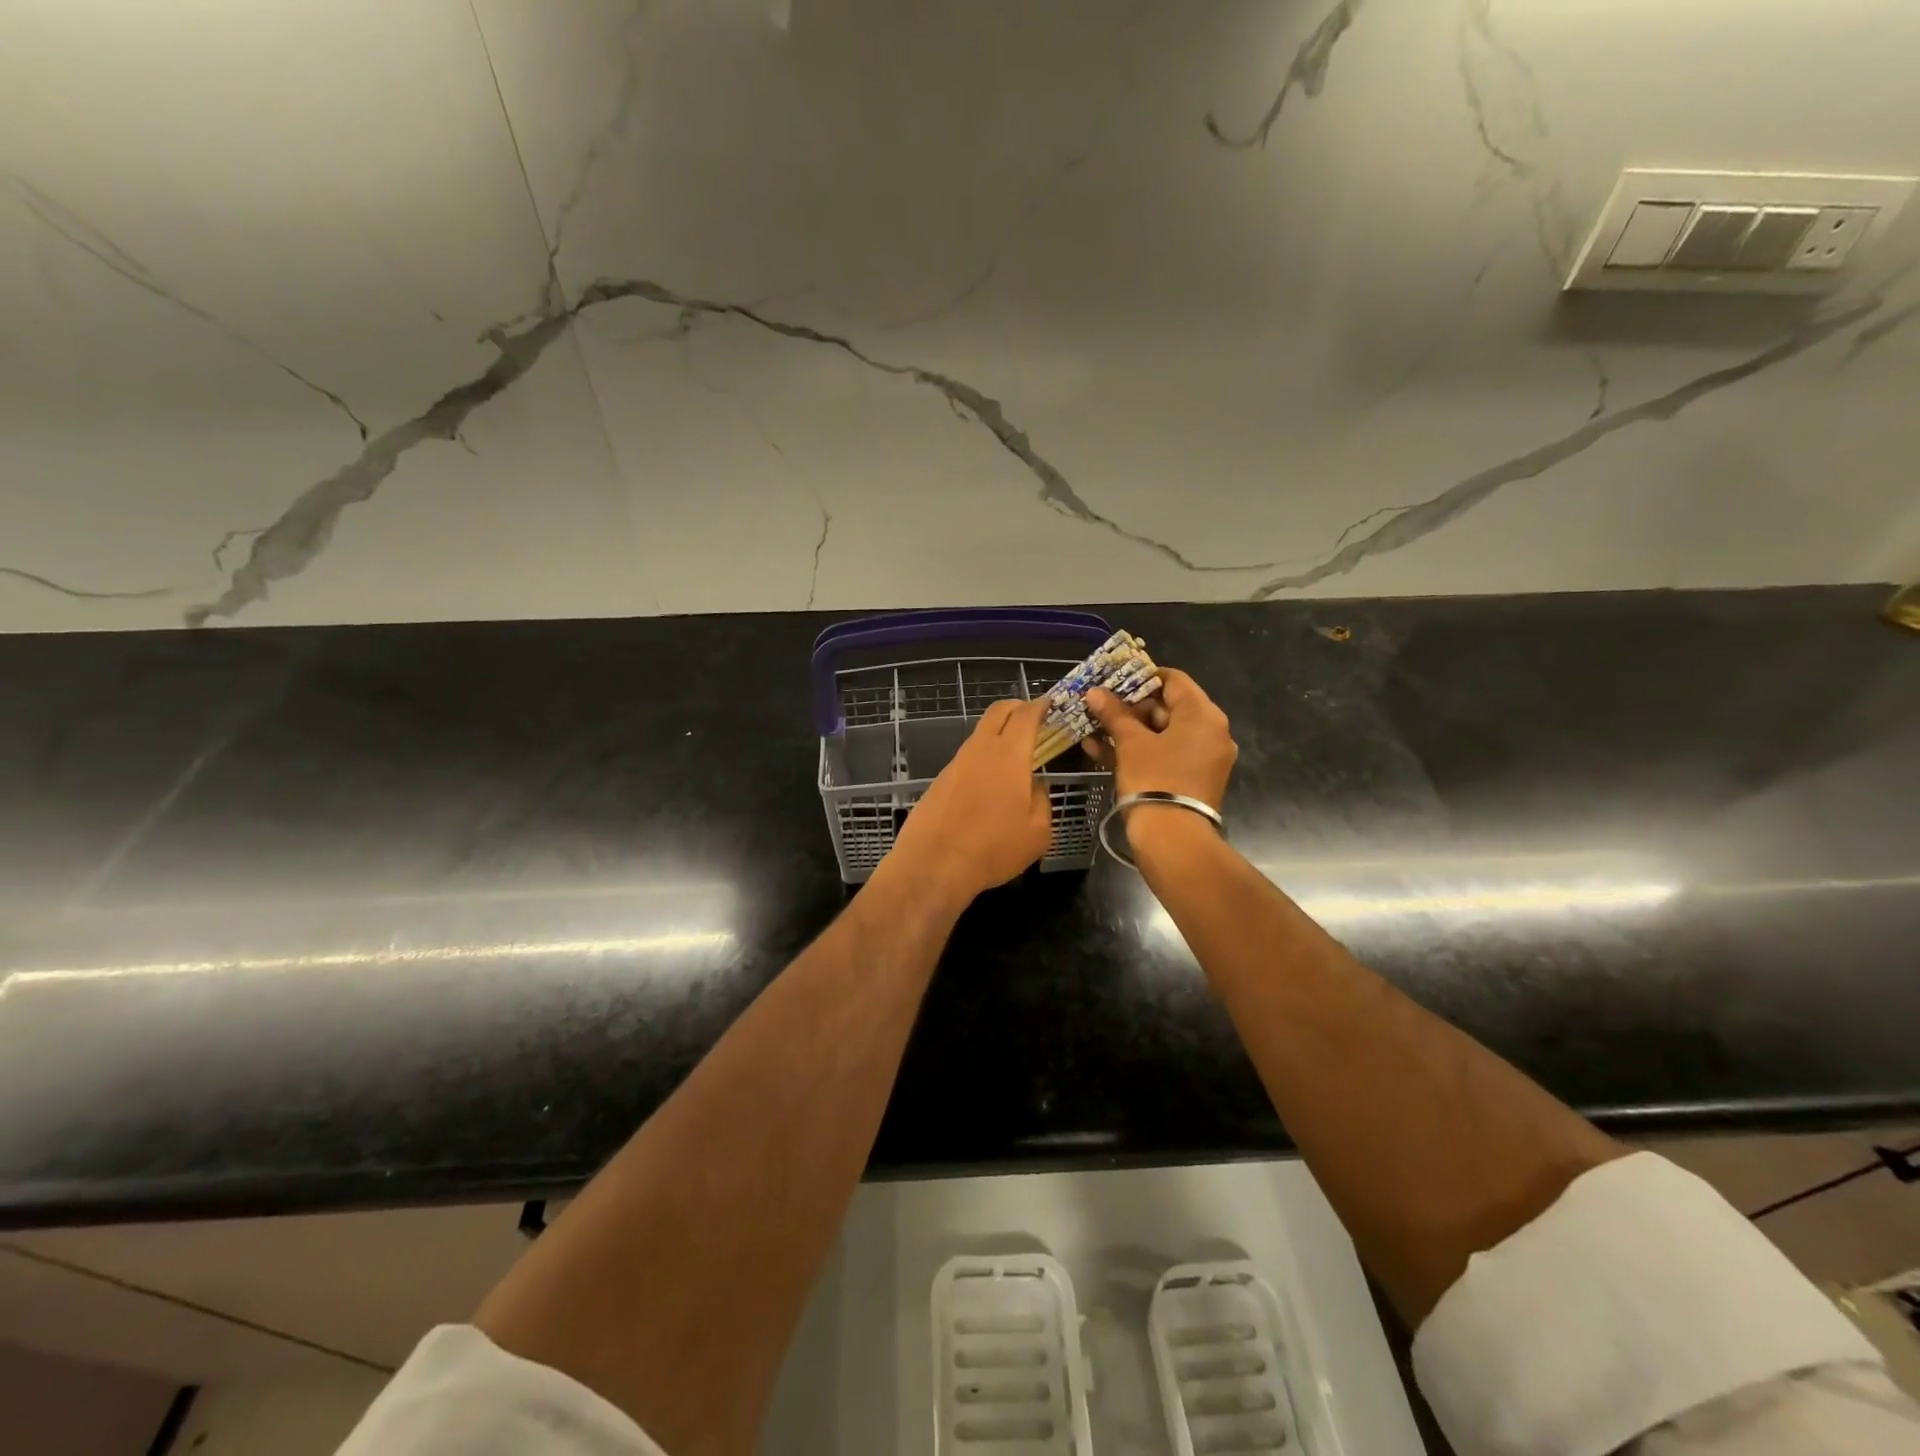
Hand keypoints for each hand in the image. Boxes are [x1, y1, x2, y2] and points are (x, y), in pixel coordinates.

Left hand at [884, 698, 1052, 908]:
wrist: (933, 864)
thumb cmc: (993, 848)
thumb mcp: (1038, 832)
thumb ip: (1042, 800)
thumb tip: (1035, 786)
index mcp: (1009, 754)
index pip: (1026, 714)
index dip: (1041, 706)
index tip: (1051, 705)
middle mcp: (980, 749)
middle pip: (997, 712)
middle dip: (1018, 708)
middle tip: (1034, 719)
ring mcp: (956, 763)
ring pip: (980, 735)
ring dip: (999, 736)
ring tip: (1015, 758)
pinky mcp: (940, 780)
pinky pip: (967, 759)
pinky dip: (983, 759)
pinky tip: (989, 786)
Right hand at [1084, 669, 1235, 809]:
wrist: (1173, 838)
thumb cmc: (1154, 779)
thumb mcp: (1130, 743)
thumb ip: (1114, 713)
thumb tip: (1095, 692)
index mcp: (1203, 715)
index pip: (1174, 680)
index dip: (1142, 678)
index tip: (1114, 682)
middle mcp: (1212, 732)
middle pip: (1169, 707)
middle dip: (1131, 708)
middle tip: (1100, 709)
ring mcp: (1205, 758)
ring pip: (1163, 734)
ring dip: (1130, 730)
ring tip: (1094, 729)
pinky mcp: (1194, 779)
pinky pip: (1166, 754)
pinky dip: (1140, 750)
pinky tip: (1102, 750)